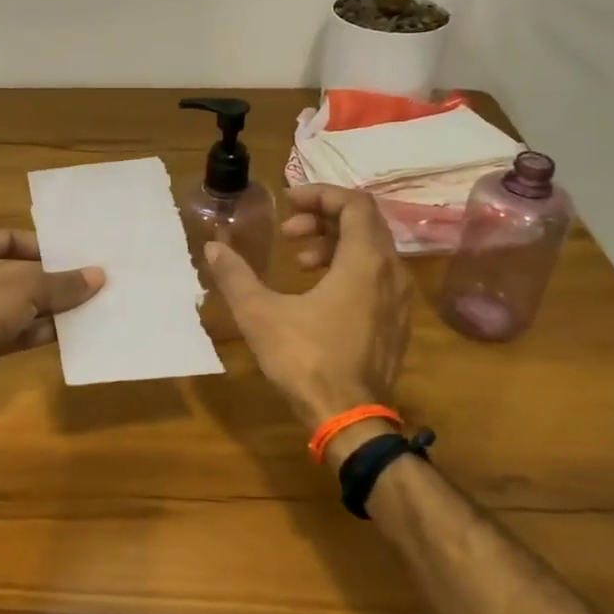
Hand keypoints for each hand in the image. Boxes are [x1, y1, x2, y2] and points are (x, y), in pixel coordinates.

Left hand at [0, 228, 103, 407]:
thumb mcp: (25, 287)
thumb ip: (62, 282)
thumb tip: (99, 276)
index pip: (10, 238)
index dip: (44, 247)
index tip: (77, 257)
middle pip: (15, 271)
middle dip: (51, 280)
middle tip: (89, 282)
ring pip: (15, 303)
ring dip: (48, 307)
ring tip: (89, 305)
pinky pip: (12, 329)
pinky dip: (37, 329)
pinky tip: (70, 332)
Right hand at [204, 185, 411, 430]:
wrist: (350, 419)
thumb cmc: (306, 360)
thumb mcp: (261, 314)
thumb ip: (236, 276)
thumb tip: (213, 248)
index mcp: (365, 261)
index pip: (354, 203)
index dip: (319, 194)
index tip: (288, 202)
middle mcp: (391, 272)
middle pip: (364, 223)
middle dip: (324, 218)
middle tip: (288, 233)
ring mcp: (399, 300)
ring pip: (372, 251)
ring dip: (335, 245)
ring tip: (300, 262)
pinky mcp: (397, 323)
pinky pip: (378, 277)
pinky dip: (350, 269)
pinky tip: (319, 293)